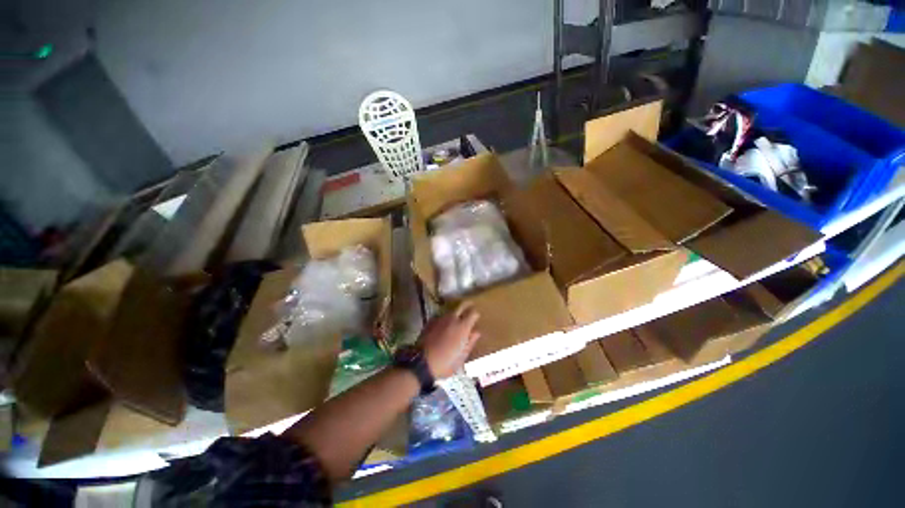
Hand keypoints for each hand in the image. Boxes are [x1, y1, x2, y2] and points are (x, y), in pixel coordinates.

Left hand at [417, 303, 480, 378]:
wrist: (421, 363)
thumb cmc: (446, 363)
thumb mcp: (462, 357)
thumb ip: (470, 342)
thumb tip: (476, 332)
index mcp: (463, 327)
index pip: (473, 313)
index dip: (476, 314)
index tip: (477, 317)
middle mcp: (452, 319)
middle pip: (461, 305)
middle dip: (467, 305)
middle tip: (470, 306)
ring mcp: (440, 318)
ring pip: (451, 310)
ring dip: (456, 312)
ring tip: (457, 318)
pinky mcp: (431, 321)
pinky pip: (441, 316)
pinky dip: (445, 318)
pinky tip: (444, 324)